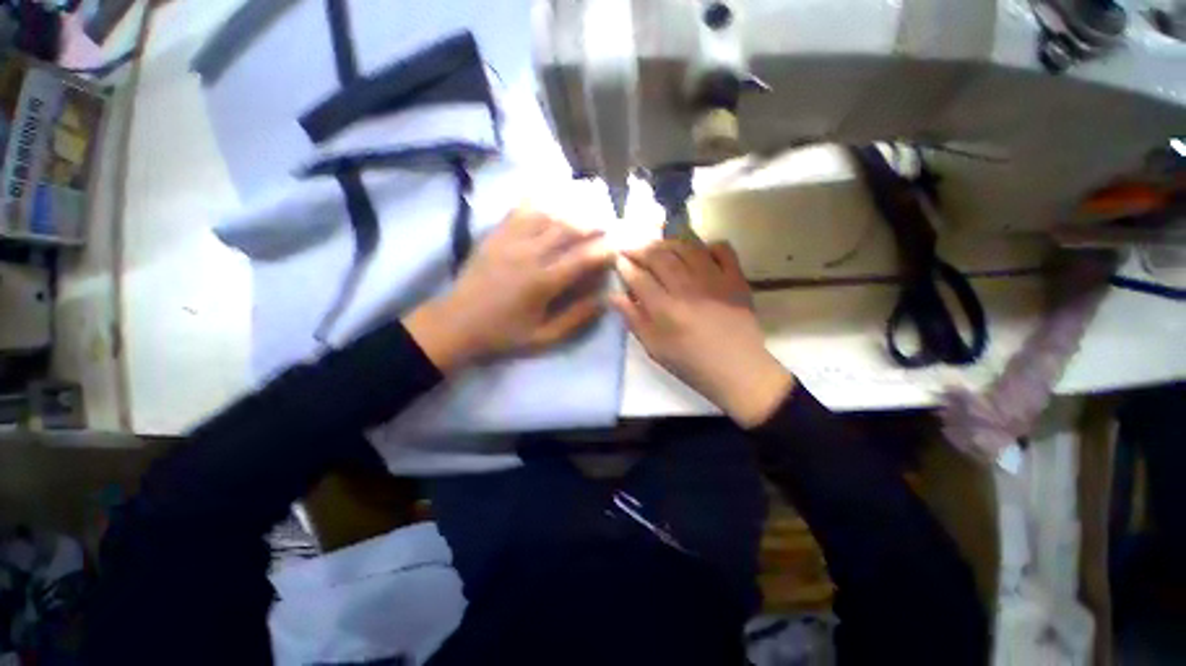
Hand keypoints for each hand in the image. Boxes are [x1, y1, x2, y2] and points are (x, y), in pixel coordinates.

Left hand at [405, 208, 613, 371]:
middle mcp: (529, 254)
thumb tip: (604, 300)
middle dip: (593, 224)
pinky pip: (521, 209)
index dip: (605, 250)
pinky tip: (553, 197)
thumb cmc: (503, 334)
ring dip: (572, 209)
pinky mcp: (496, 234)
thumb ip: (576, 318)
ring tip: (588, 208)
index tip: (618, 247)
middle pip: (568, 228)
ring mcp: (510, 240)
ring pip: (548, 214)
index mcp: (542, 282)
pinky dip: (540, 200)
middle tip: (608, 225)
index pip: (582, 258)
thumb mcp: (543, 337)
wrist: (456, 323)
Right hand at [612, 241, 793, 426]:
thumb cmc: (690, 363)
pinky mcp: (736, 279)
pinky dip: (708, 245)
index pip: (638, 277)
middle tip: (631, 248)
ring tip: (658, 246)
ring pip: (687, 247)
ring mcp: (714, 280)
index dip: (624, 265)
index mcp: (665, 309)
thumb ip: (633, 319)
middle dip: (640, 248)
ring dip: (668, 242)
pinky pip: (722, 249)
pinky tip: (698, 253)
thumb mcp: (654, 348)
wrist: (738, 371)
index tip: (617, 259)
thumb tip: (613, 295)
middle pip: (659, 256)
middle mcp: (687, 288)